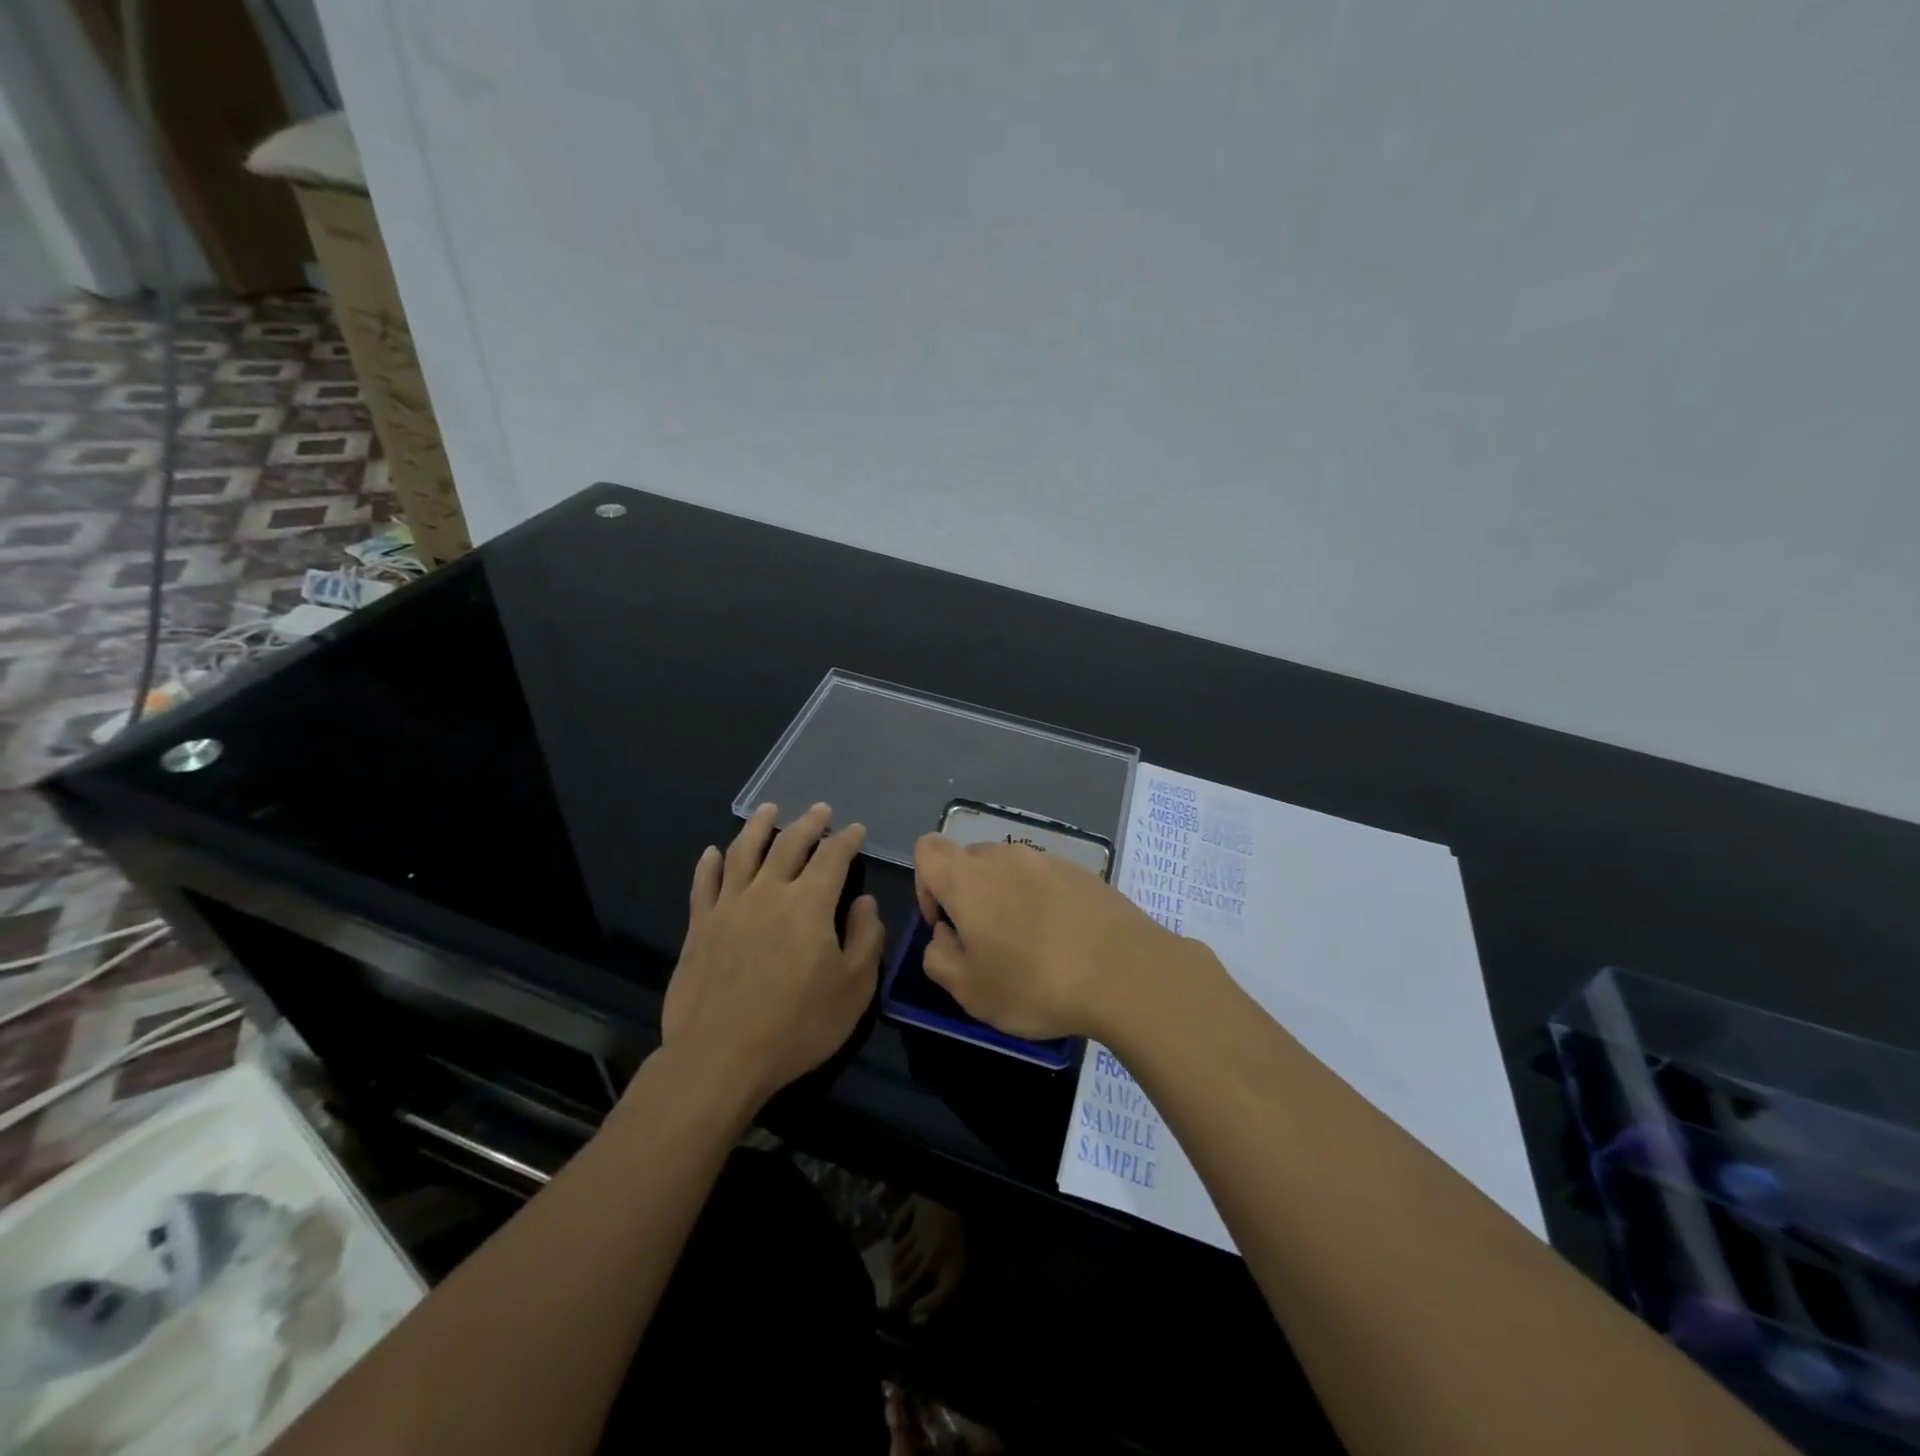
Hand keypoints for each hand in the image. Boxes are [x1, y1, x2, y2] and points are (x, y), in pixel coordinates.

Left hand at [660, 803, 883, 1110]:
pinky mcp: (698, 926)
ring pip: (743, 851)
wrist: (720, 1057)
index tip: (856, 829)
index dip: (847, 839)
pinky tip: (713, 851)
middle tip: (821, 810)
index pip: (833, 857)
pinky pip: (704, 883)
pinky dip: (709, 863)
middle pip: (789, 843)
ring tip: (768, 809)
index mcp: (810, 903)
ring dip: (758, 826)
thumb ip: (867, 938)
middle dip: (809, 823)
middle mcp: (769, 891)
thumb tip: (864, 901)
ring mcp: (728, 905)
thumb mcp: (854, 988)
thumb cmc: (797, 1026)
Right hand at [911, 832, 1185, 1041]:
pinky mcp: (1082, 872)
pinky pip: (1044, 879)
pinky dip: (1041, 901)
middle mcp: (1005, 857)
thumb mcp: (970, 991)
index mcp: (969, 878)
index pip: (927, 849)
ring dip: (1005, 898)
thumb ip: (938, 958)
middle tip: (986, 944)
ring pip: (1008, 869)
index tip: (946, 924)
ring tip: (1029, 945)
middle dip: (967, 895)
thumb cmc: (1036, 983)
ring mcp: (1048, 860)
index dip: (925, 884)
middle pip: (969, 860)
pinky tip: (1063, 941)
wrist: (1128, 973)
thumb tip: (945, 936)